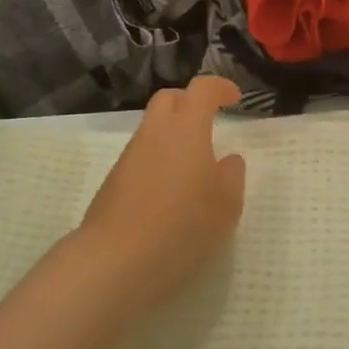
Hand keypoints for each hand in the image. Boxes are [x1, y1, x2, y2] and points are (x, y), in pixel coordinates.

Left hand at [74, 76, 247, 311]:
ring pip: (153, 129)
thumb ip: (232, 175)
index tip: (235, 98)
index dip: (220, 88)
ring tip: (194, 166)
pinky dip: (159, 160)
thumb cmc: (184, 226)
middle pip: (169, 99)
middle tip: (209, 121)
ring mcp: (129, 157)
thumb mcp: (227, 205)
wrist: (117, 260)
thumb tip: (228, 160)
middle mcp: (154, 133)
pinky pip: (142, 157)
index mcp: (186, 129)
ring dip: (173, 135)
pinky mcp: (114, 181)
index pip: (202, 90)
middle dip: (190, 102)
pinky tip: (171, 192)